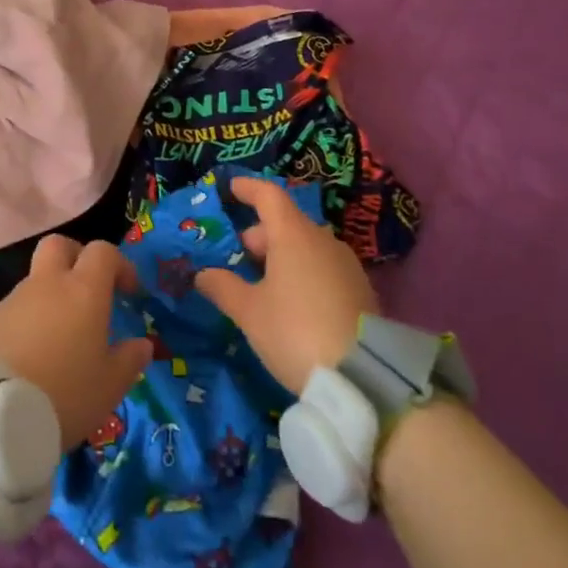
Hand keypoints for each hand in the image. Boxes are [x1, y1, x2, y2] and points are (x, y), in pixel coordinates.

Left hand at [0, 236, 153, 450]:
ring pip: (35, 280)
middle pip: (59, 246)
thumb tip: (142, 344)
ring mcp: (13, 300)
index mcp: (83, 291)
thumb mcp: (111, 386)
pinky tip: (31, 355)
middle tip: (88, 289)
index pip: (102, 252)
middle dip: (76, 257)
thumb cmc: (65, 394)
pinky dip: (28, 321)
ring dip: (50, 296)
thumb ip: (130, 360)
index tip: (128, 292)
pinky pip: (15, 309)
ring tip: (59, 338)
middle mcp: (47, 284)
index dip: (119, 265)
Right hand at [196, 177, 378, 395]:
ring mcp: (347, 265)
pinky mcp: (362, 291)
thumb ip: (223, 287)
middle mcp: (323, 241)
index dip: (248, 189)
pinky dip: (303, 273)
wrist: (364, 377)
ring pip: (306, 247)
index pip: (269, 196)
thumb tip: (203, 274)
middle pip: (286, 224)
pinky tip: (292, 303)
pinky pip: (323, 268)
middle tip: (238, 258)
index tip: (231, 189)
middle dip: (260, 235)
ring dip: (282, 256)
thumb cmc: (294, 331)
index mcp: (293, 235)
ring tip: (262, 285)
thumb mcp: (249, 312)